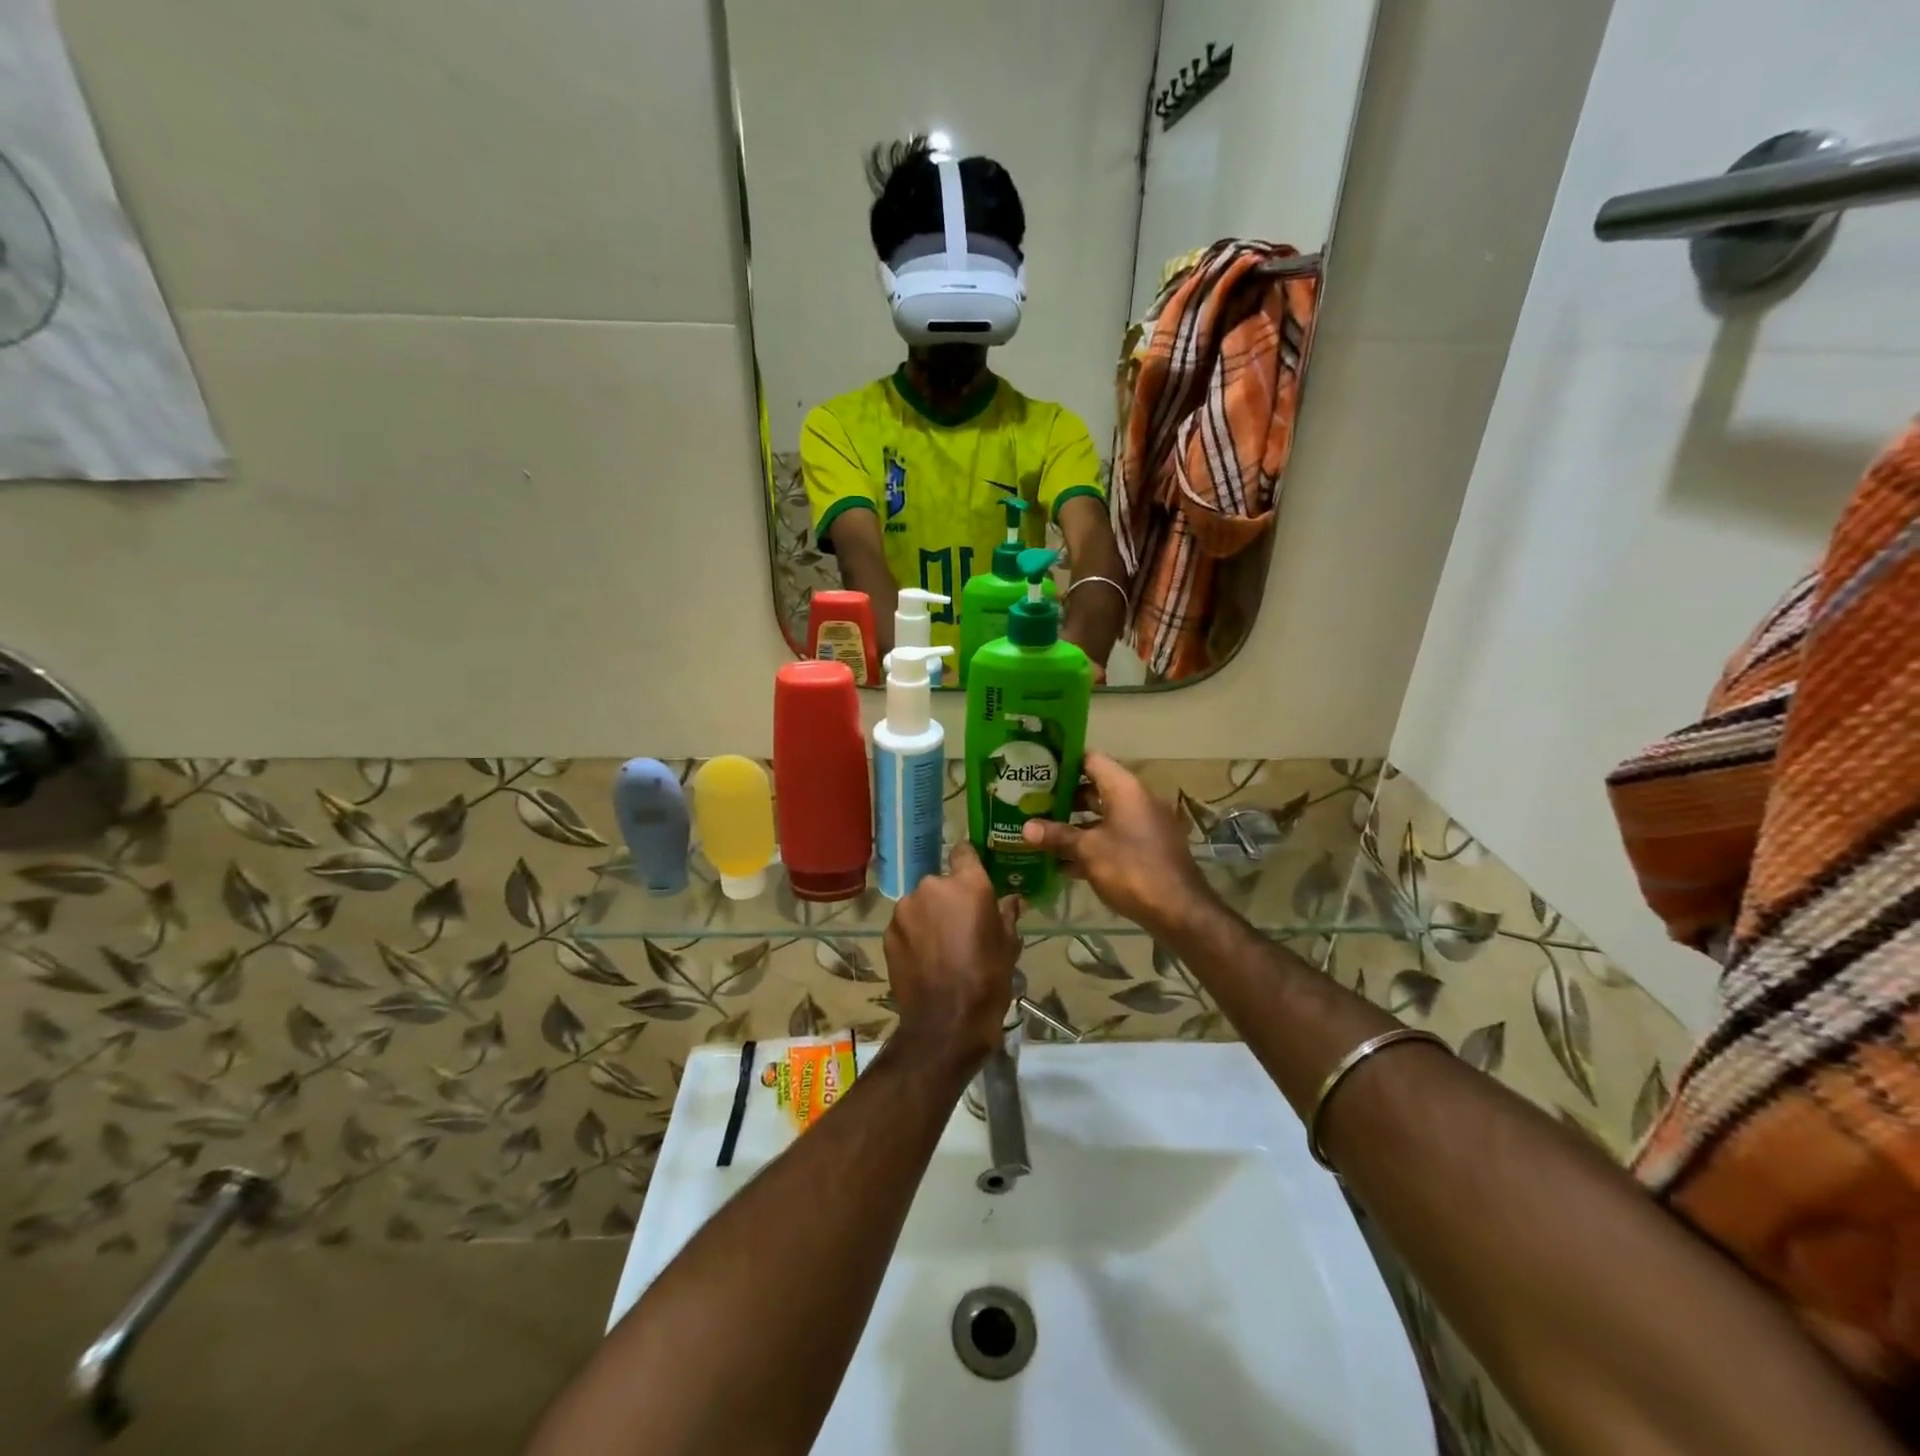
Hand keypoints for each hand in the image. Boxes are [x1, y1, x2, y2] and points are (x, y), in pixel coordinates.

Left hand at [883, 843, 1020, 1070]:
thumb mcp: (1008, 945)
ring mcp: (905, 909)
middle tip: (961, 923)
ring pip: (920, 903)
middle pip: (940, 882)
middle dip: (948, 897)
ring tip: (941, 945)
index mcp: (967, 884)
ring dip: (929, 915)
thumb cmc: (988, 979)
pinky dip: (913, 934)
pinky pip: (905, 924)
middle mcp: (932, 887)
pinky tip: (924, 957)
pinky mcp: (888, 932)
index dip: (968, 862)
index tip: (973, 876)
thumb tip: (1012, 900)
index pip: (963, 851)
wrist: (946, 1022)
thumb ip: (1006, 914)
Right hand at [1020, 751, 1215, 938]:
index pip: (1091, 759)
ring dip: (1075, 824)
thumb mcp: (1088, 850)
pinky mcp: (1146, 849)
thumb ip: (1057, 836)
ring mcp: (1144, 825)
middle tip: (1032, 802)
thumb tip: (1025, 828)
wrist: (1179, 910)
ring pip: (1103, 816)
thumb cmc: (1130, 868)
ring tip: (1041, 830)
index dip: (1064, 762)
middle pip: (1095, 788)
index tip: (1038, 768)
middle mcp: (1137, 799)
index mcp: (1124, 788)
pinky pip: (1113, 837)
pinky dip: (1091, 844)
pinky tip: (1063, 862)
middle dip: (1064, 797)